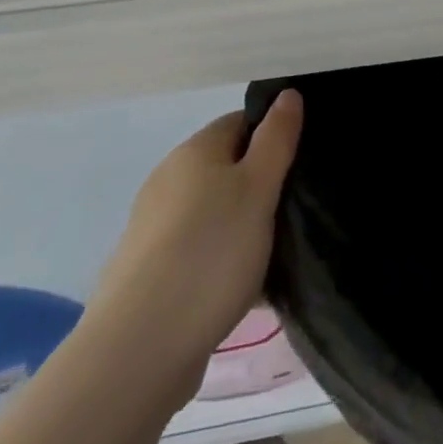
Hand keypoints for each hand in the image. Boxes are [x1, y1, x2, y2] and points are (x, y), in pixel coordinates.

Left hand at [90, 90, 303, 369]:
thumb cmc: (210, 253)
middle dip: (262, 185)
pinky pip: (200, 250)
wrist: (139, 349)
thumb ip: (277, 140)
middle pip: (227, 167)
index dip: (274, 135)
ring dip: (245, 225)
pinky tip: (246, 289)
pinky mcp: (150, 271)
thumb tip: (288, 94)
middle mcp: (168, 180)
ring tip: (277, 253)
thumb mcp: (258, 188)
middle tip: (296, 209)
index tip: (302, 163)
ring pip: (215, 212)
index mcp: (193, 151)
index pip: (241, 122)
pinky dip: (224, 260)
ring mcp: (154, 228)